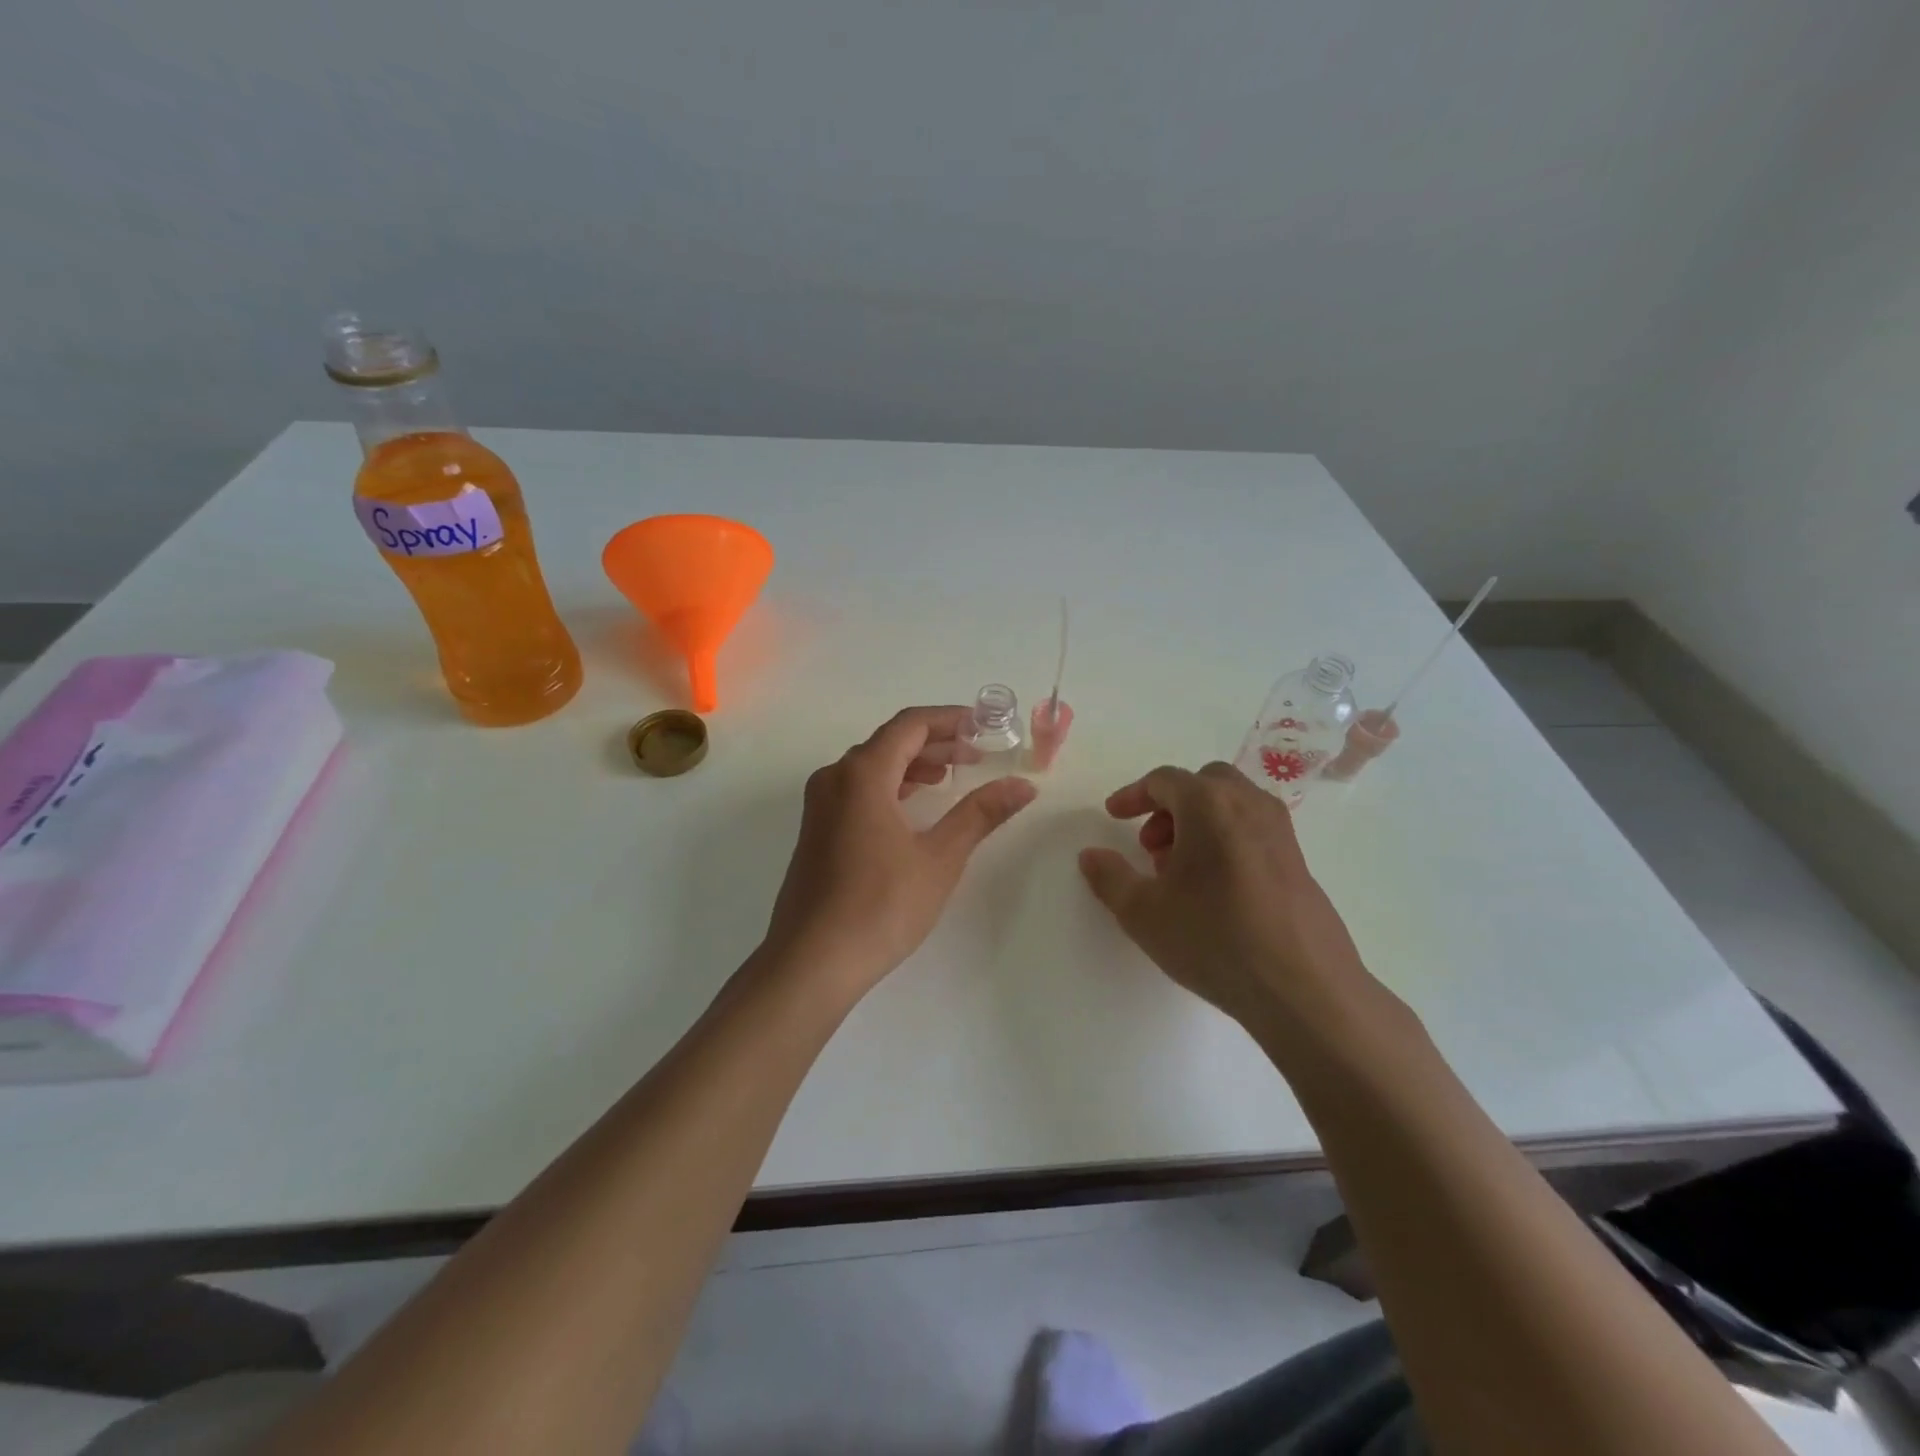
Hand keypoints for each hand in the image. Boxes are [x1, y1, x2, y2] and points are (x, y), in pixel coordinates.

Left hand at [764, 706, 1036, 996]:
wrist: (812, 960)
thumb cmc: (881, 905)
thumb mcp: (940, 857)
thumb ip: (980, 814)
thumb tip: (1023, 785)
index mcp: (862, 774)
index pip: (910, 725)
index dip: (949, 719)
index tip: (983, 725)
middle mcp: (834, 778)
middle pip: (889, 742)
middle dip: (935, 743)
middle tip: (976, 754)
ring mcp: (819, 805)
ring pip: (871, 766)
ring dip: (912, 764)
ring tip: (949, 776)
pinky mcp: (816, 831)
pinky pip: (856, 789)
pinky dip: (890, 786)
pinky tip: (911, 807)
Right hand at [1078, 762, 1383, 1040]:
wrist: (1304, 988)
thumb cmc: (1214, 939)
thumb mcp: (1143, 912)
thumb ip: (1110, 877)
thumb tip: (1090, 855)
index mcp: (1209, 804)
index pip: (1164, 780)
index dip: (1133, 795)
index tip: (1113, 817)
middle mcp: (1249, 804)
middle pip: (1203, 784)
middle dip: (1169, 806)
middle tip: (1151, 845)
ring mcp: (1280, 832)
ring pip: (1231, 805)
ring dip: (1198, 823)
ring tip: (1180, 872)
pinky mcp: (1299, 861)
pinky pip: (1253, 830)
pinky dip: (1226, 839)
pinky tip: (1215, 889)